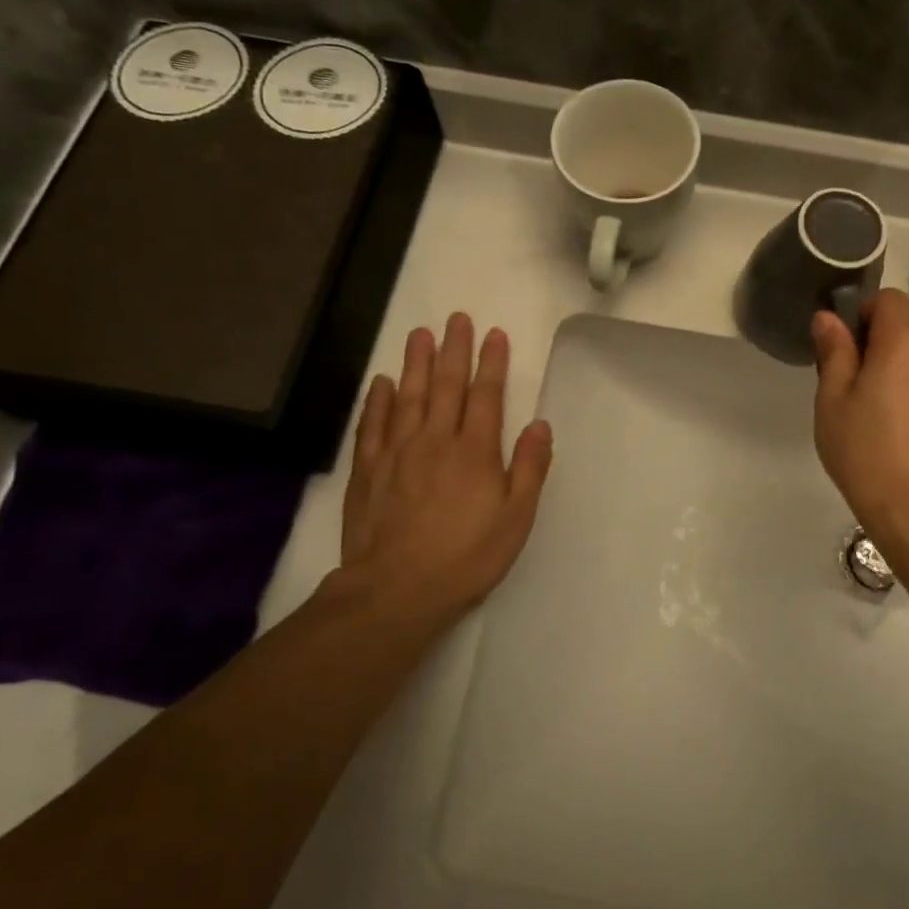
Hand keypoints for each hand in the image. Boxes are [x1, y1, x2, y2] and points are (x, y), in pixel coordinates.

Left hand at [328, 313, 552, 629]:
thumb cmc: (466, 556)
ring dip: (416, 362)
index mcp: (475, 451)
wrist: (396, 589)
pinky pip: (373, 425)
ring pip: (408, 396)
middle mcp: (435, 440)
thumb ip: (529, 468)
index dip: (491, 363)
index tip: (493, 334)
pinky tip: (382, 382)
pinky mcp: (368, 470)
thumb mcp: (515, 518)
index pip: (486, 395)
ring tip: (420, 334)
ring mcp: (397, 452)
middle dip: (454, 350)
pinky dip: (378, 400)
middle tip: (456, 318)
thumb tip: (540, 425)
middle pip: (446, 385)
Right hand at [810, 290, 908, 543]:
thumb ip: (833, 350)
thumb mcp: (833, 398)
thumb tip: (828, 318)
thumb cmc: (865, 449)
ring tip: (873, 397)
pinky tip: (896, 412)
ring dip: (895, 354)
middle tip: (851, 377)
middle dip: (877, 333)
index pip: (886, 299)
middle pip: (906, 317)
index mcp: (905, 340)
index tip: (843, 350)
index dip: (860, 315)